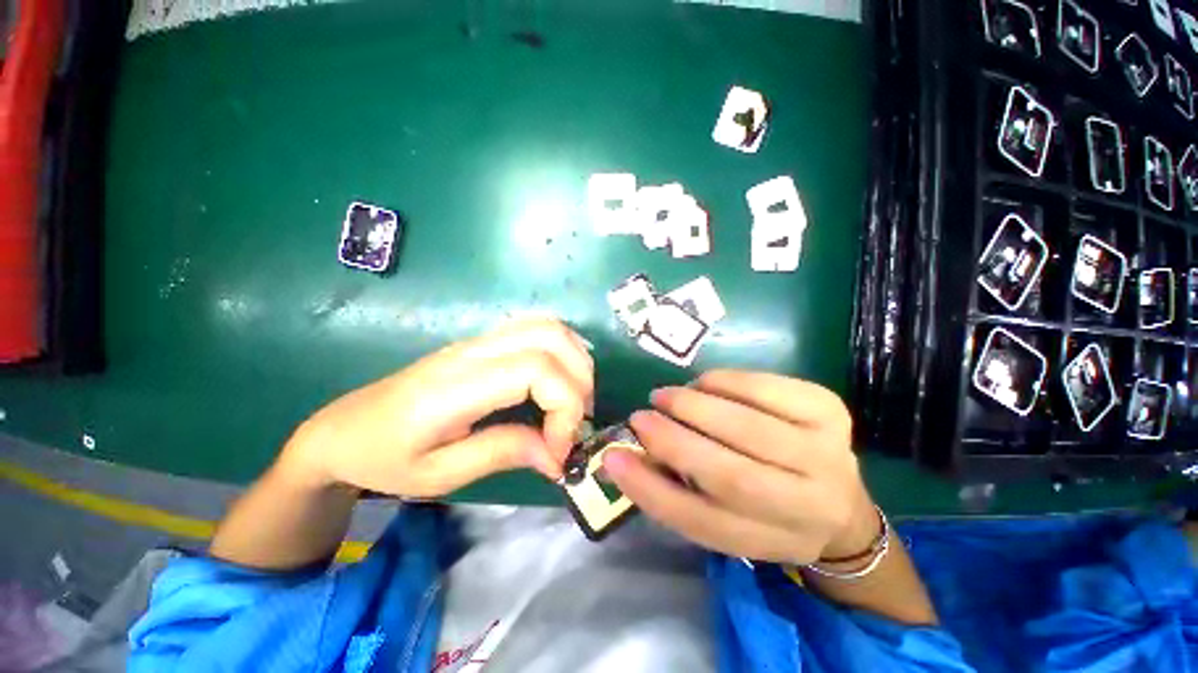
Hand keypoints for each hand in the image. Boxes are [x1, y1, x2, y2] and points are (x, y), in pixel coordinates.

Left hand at [281, 318, 593, 498]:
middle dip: (578, 380)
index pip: (535, 369)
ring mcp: (478, 340)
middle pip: (550, 337)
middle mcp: (473, 351)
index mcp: (456, 385)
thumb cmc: (382, 458)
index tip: (560, 447)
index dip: (563, 406)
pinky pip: (536, 329)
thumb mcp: (439, 474)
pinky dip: (562, 350)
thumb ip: (503, 454)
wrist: (342, 429)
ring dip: (575, 360)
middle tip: (576, 422)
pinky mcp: (483, 342)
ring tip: (573, 401)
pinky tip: (560, 379)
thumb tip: (557, 455)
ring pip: (548, 326)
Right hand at [603, 370, 876, 564]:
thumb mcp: (722, 518)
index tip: (614, 458)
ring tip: (668, 397)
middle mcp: (805, 506)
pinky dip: (724, 381)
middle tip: (641, 416)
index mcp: (768, 540)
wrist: (839, 505)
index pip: (702, 523)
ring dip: (695, 405)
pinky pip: (766, 389)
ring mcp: (827, 455)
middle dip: (673, 440)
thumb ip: (672, 489)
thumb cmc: (766, 511)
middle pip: (730, 475)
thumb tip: (620, 456)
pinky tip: (705, 383)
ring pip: (748, 428)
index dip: (650, 489)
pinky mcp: (830, 412)